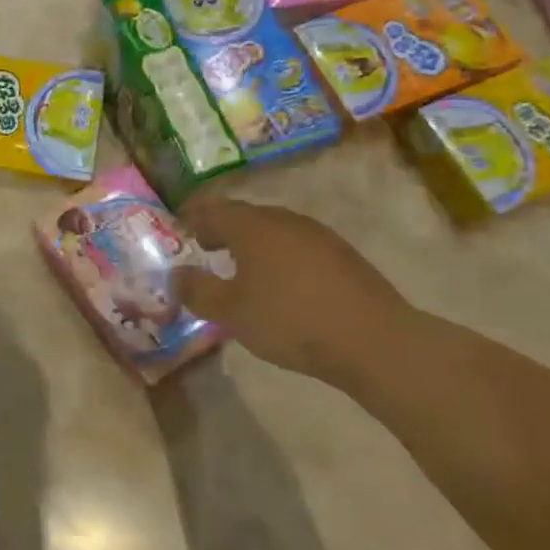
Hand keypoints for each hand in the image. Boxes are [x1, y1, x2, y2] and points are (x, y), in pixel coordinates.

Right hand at [174, 197, 418, 389]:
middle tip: (207, 247)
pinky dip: (280, 255)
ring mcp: (318, 235)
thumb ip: (198, 291)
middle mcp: (284, 221)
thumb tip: (176, 275)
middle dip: (223, 228)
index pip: (213, 209)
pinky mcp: (342, 254)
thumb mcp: (232, 313)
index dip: (193, 217)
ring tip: (242, 267)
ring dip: (253, 242)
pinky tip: (282, 282)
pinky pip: (298, 245)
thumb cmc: (290, 321)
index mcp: (252, 227)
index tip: (180, 228)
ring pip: (274, 229)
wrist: (373, 340)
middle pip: (245, 215)